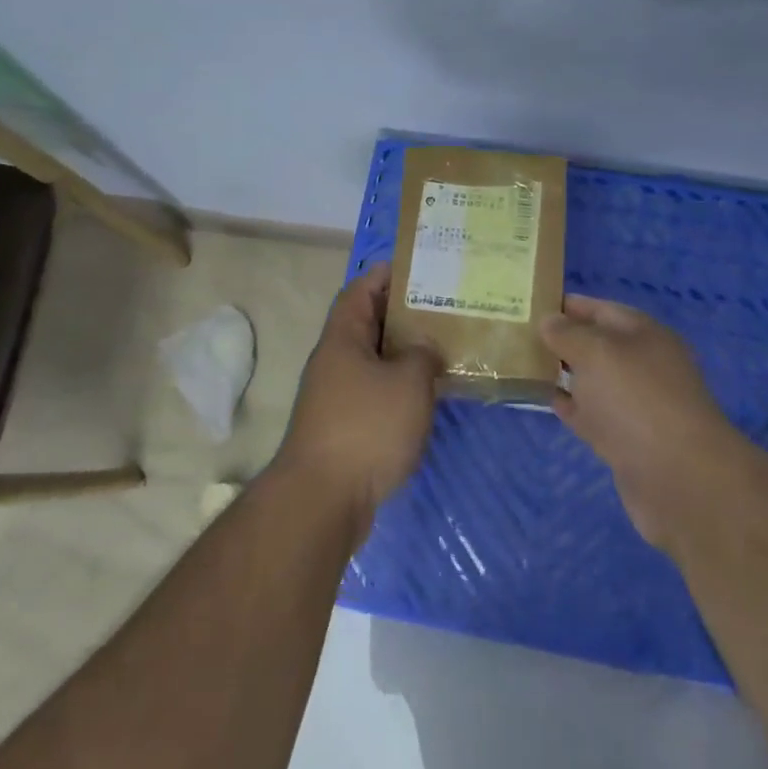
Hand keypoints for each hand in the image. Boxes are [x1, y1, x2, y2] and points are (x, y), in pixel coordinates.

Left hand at [273, 264, 443, 533]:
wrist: (322, 501)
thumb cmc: (366, 427)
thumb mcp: (408, 382)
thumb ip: (423, 355)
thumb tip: (425, 349)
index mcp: (344, 337)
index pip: (362, 289)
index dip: (387, 274)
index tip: (420, 267)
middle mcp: (336, 360)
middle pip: (370, 324)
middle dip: (405, 314)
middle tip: (444, 307)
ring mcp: (337, 395)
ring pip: (375, 360)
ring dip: (405, 353)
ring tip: (445, 346)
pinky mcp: (345, 427)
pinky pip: (376, 392)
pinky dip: (400, 387)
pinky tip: (428, 394)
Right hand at [541, 295, 744, 550]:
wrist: (679, 479)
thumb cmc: (636, 399)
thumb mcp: (597, 352)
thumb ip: (568, 333)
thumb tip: (549, 320)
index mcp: (644, 334)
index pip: (601, 309)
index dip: (567, 305)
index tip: (530, 303)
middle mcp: (643, 364)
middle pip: (596, 344)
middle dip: (562, 339)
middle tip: (518, 335)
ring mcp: (636, 404)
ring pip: (592, 380)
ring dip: (563, 372)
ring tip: (522, 364)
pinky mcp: (626, 441)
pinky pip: (591, 414)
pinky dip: (570, 406)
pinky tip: (544, 399)